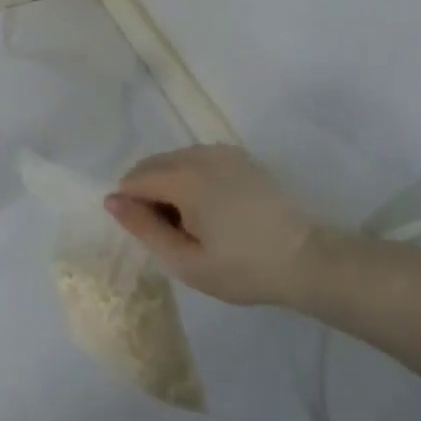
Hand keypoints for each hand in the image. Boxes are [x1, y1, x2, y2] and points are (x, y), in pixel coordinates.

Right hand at [106, 145, 327, 306]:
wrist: (308, 260)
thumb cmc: (244, 268)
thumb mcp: (186, 261)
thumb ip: (144, 229)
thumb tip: (112, 200)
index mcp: (183, 178)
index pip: (134, 180)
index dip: (133, 208)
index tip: (155, 236)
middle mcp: (198, 154)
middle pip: (151, 165)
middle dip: (149, 194)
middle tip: (173, 233)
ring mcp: (221, 152)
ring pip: (173, 161)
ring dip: (170, 185)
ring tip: (195, 224)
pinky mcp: (239, 157)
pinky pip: (197, 160)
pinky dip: (191, 179)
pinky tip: (213, 210)